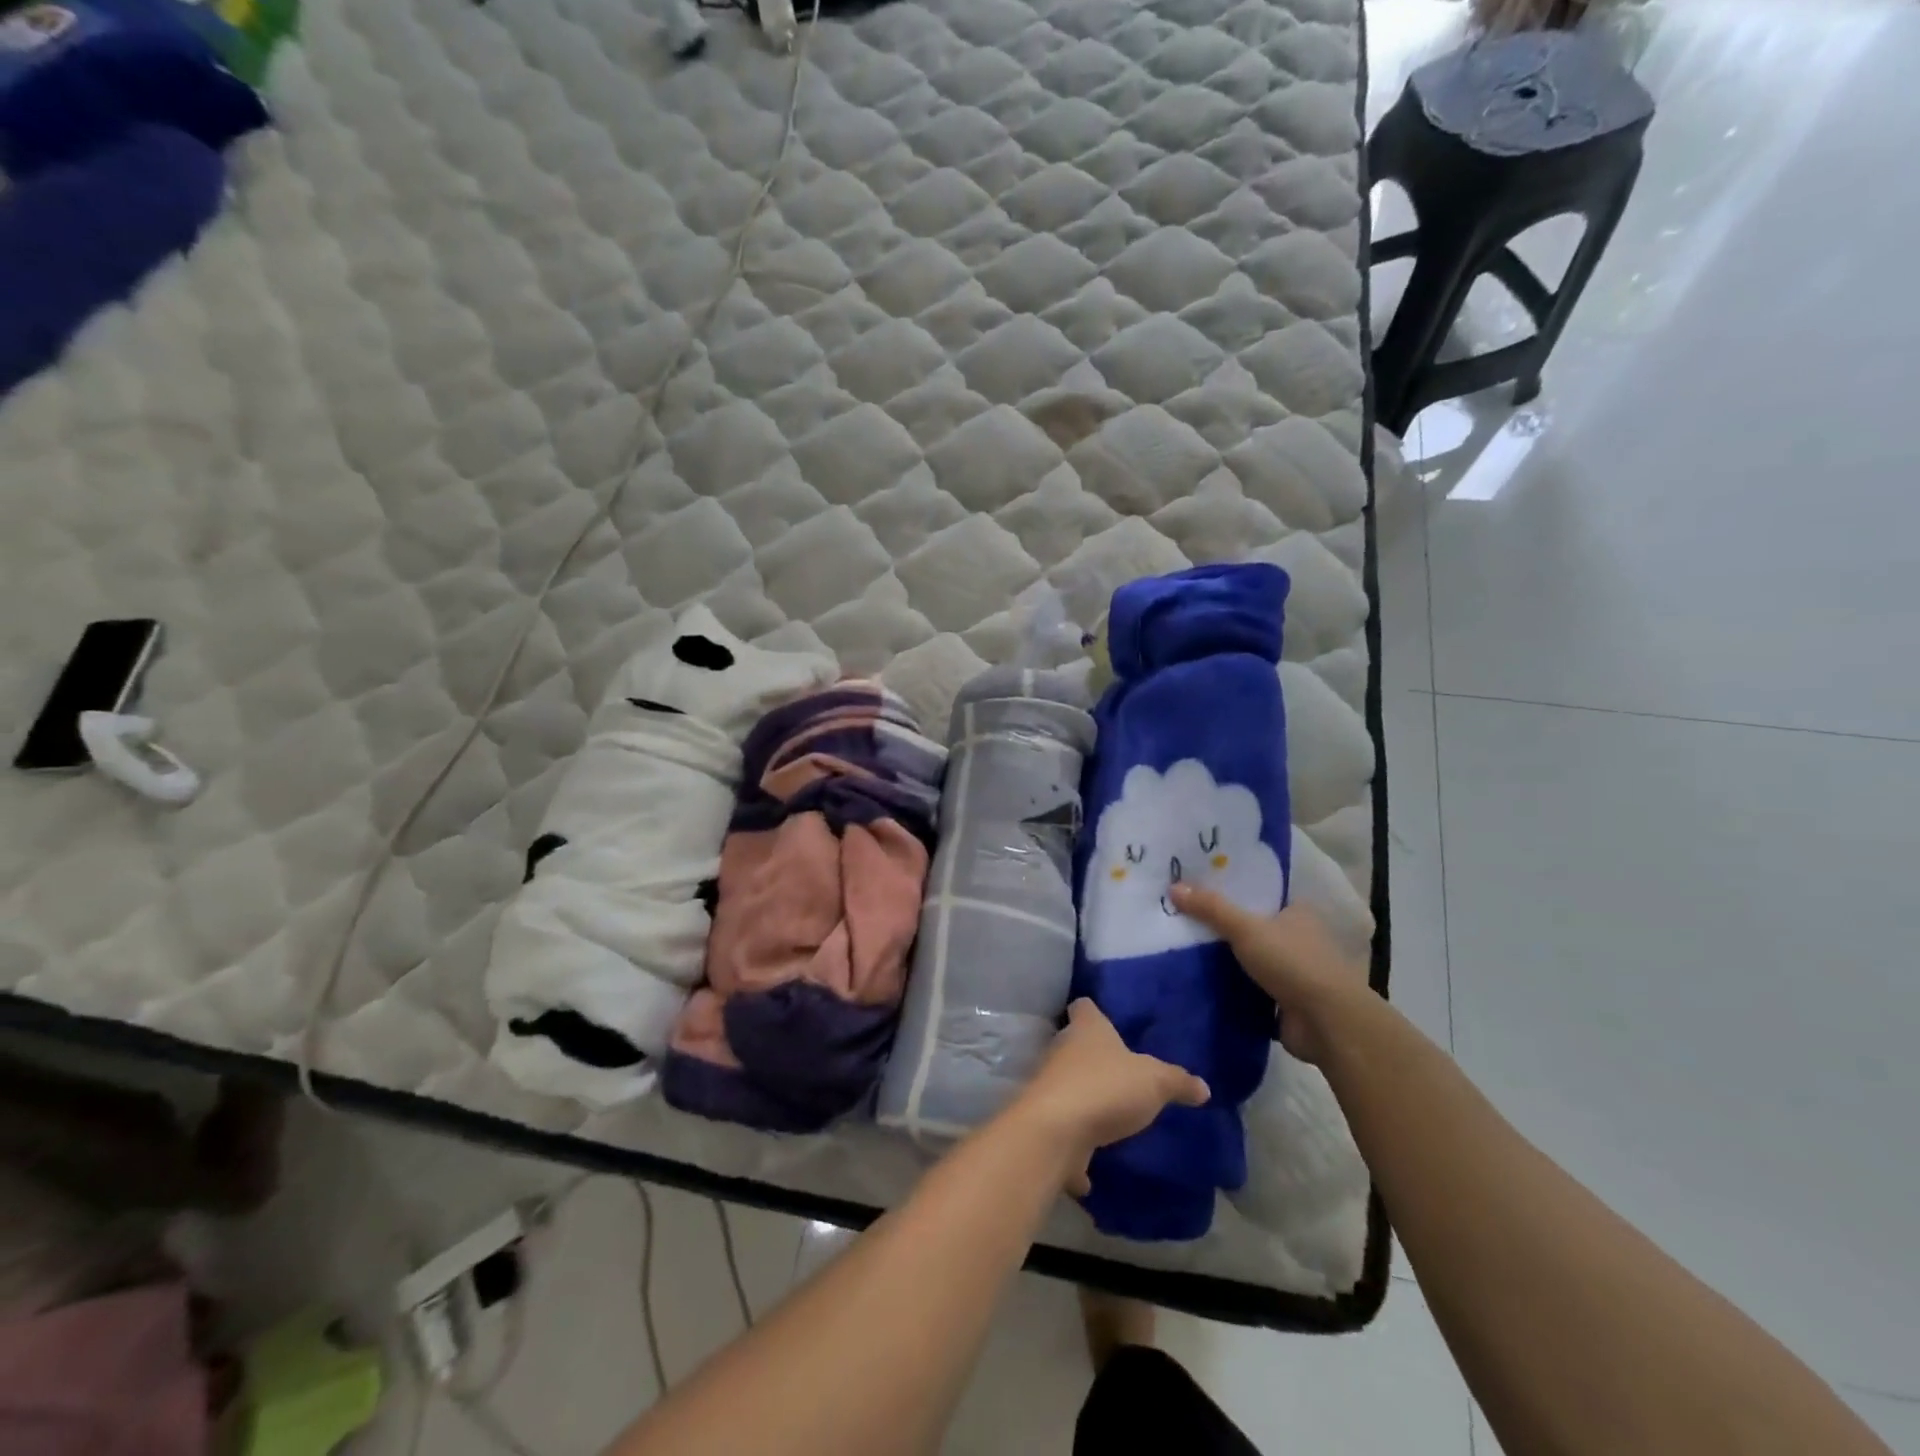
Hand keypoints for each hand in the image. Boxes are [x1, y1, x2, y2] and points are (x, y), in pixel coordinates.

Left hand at [1015, 1000, 1209, 1195]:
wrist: (1057, 1131)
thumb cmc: (1106, 1088)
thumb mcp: (1155, 1082)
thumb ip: (1178, 1082)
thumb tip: (1203, 1087)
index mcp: (1087, 1030)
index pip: (1084, 1007)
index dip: (1093, 1011)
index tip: (1104, 1019)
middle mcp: (1062, 1050)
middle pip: (1073, 1044)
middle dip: (1091, 1057)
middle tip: (1118, 1072)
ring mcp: (1049, 1085)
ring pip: (1067, 1085)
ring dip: (1083, 1100)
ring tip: (1109, 1116)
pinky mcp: (1044, 1121)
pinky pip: (1063, 1131)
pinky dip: (1074, 1148)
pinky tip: (1090, 1170)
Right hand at [1169, 885, 1367, 1064]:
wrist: (1327, 1023)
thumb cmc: (1292, 962)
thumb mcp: (1245, 928)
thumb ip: (1211, 908)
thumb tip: (1174, 886)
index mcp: (1298, 912)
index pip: (1260, 894)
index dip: (1232, 891)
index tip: (1199, 890)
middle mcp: (1300, 938)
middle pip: (1253, 926)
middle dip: (1224, 927)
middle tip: (1183, 919)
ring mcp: (1296, 972)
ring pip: (1253, 959)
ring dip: (1228, 960)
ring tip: (1184, 949)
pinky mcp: (1288, 1001)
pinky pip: (1253, 988)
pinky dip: (1234, 987)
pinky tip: (1203, 982)